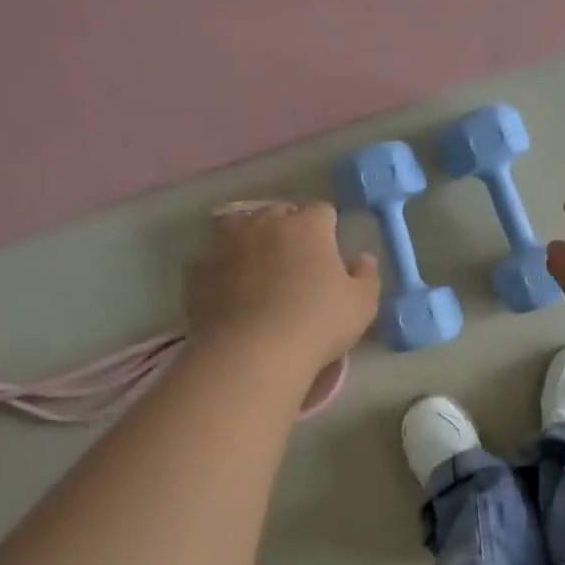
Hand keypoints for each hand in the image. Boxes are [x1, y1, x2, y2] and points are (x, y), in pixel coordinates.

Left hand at [185, 204, 379, 368]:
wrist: (253, 353)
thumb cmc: (318, 324)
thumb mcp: (362, 305)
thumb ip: (367, 275)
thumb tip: (363, 258)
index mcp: (307, 226)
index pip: (322, 211)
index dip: (328, 229)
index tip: (330, 253)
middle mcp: (264, 223)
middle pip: (278, 213)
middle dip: (288, 230)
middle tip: (295, 263)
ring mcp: (225, 242)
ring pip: (239, 228)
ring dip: (250, 241)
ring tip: (257, 269)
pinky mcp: (198, 269)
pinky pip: (213, 259)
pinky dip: (222, 268)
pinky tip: (230, 292)